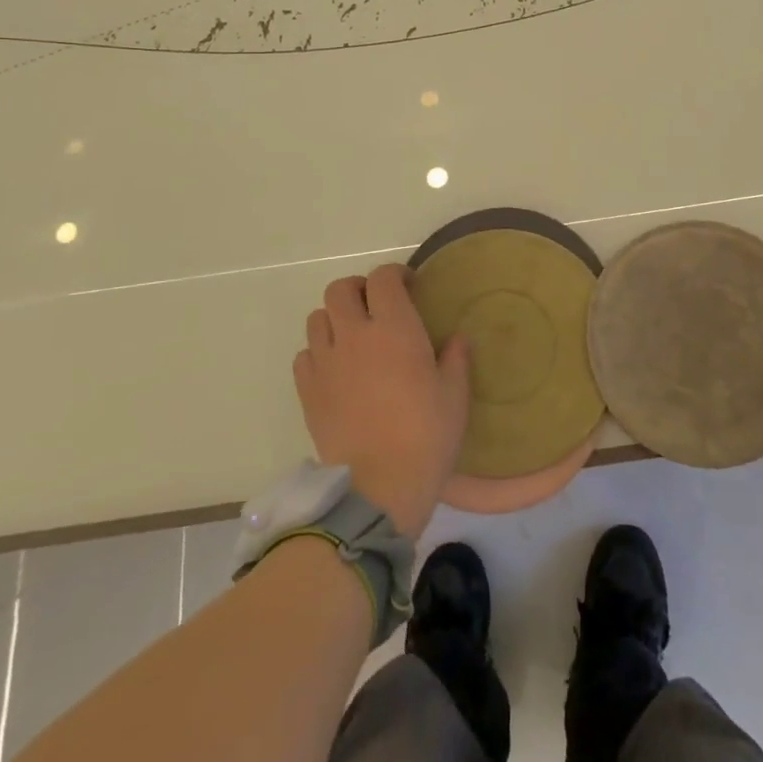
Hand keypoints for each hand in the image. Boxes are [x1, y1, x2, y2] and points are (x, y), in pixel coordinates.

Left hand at [292, 264, 469, 540]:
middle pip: (341, 289)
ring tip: (353, 337)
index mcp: (394, 328)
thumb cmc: (426, 436)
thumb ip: (455, 359)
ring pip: (317, 317)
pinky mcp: (307, 391)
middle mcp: (354, 334)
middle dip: (359, 289)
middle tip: (377, 307)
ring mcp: (325, 362)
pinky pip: (305, 355)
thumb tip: (457, 338)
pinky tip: (336, 370)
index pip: (383, 278)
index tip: (409, 287)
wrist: (378, 487)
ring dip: (335, 318)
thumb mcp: (455, 395)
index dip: (395, 274)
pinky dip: (319, 352)